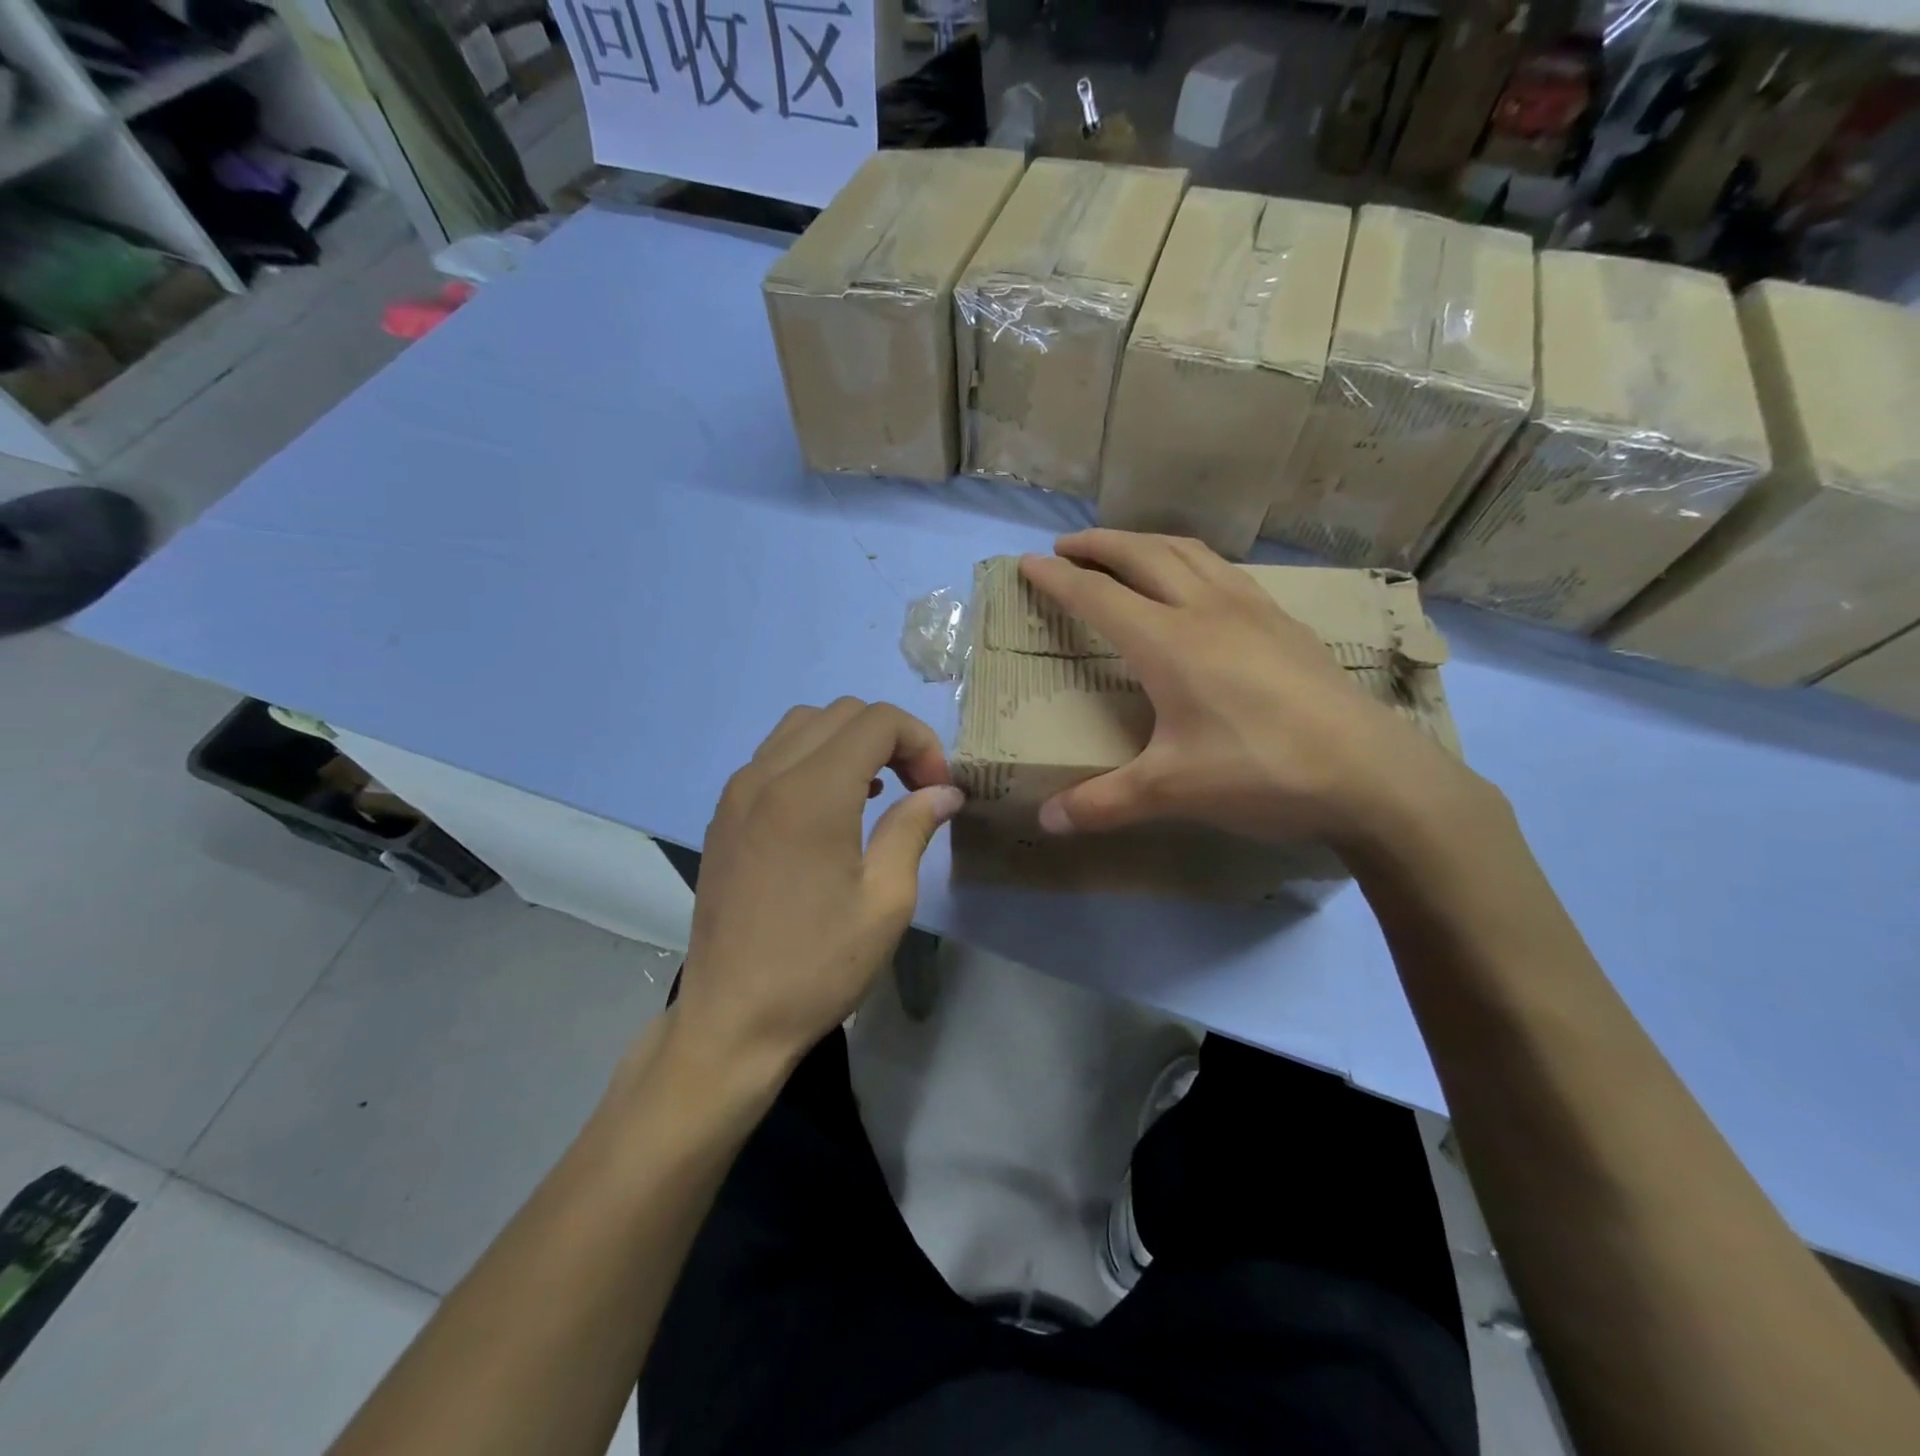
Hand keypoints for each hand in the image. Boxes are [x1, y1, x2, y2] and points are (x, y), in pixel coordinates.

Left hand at [668, 699, 962, 1078]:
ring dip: (850, 742)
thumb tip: (945, 791)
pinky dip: (814, 758)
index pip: (876, 721)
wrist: (732, 1019)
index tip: (937, 788)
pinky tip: (833, 806)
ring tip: (878, 790)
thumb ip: (914, 828)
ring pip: (803, 726)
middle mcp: (767, 775)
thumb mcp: (886, 900)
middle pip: (840, 713)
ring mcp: (737, 792)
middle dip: (890, 737)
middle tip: (916, 787)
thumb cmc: (818, 965)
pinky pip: (774, 756)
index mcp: (811, 793)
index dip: (920, 742)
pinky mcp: (724, 814)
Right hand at [1019, 530, 1481, 849]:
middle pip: (1143, 555)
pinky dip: (1192, 561)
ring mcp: (1253, 611)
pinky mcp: (1286, 625)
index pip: (1099, 596)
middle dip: (1099, 544)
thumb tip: (1047, 822)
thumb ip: (1103, 804)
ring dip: (1147, 542)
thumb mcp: (1172, 792)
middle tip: (1067, 546)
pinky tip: (1197, 585)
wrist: (1372, 774)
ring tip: (1124, 550)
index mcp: (1169, 642)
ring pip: (1189, 552)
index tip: (1027, 563)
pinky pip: (1225, 571)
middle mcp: (1207, 610)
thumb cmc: (1261, 772)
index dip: (1058, 579)